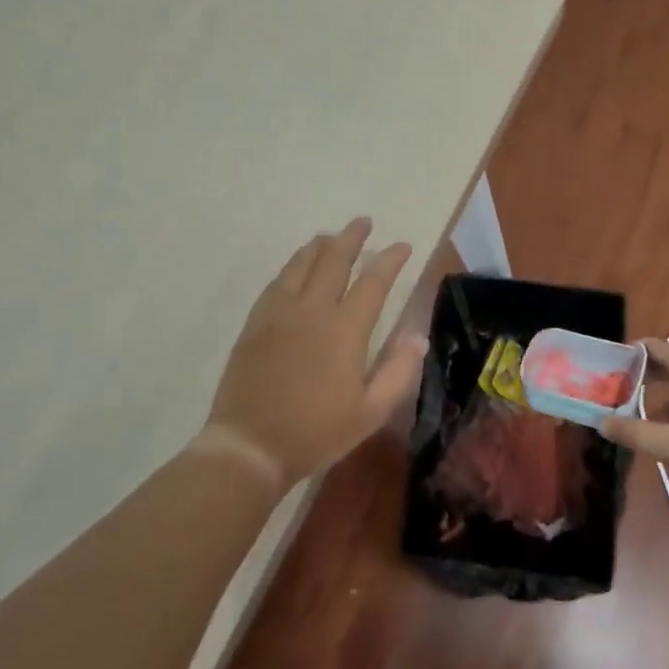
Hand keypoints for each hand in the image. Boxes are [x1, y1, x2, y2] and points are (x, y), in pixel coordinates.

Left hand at [201, 217, 426, 490]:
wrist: (251, 445)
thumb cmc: (316, 432)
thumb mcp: (370, 412)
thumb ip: (398, 371)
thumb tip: (417, 336)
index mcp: (345, 330)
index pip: (373, 282)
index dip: (390, 260)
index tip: (402, 246)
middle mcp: (312, 310)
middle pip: (333, 260)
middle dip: (351, 238)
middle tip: (363, 223)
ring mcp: (279, 314)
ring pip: (300, 265)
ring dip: (319, 246)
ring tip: (330, 237)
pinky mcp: (255, 324)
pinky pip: (276, 283)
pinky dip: (291, 267)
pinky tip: (294, 268)